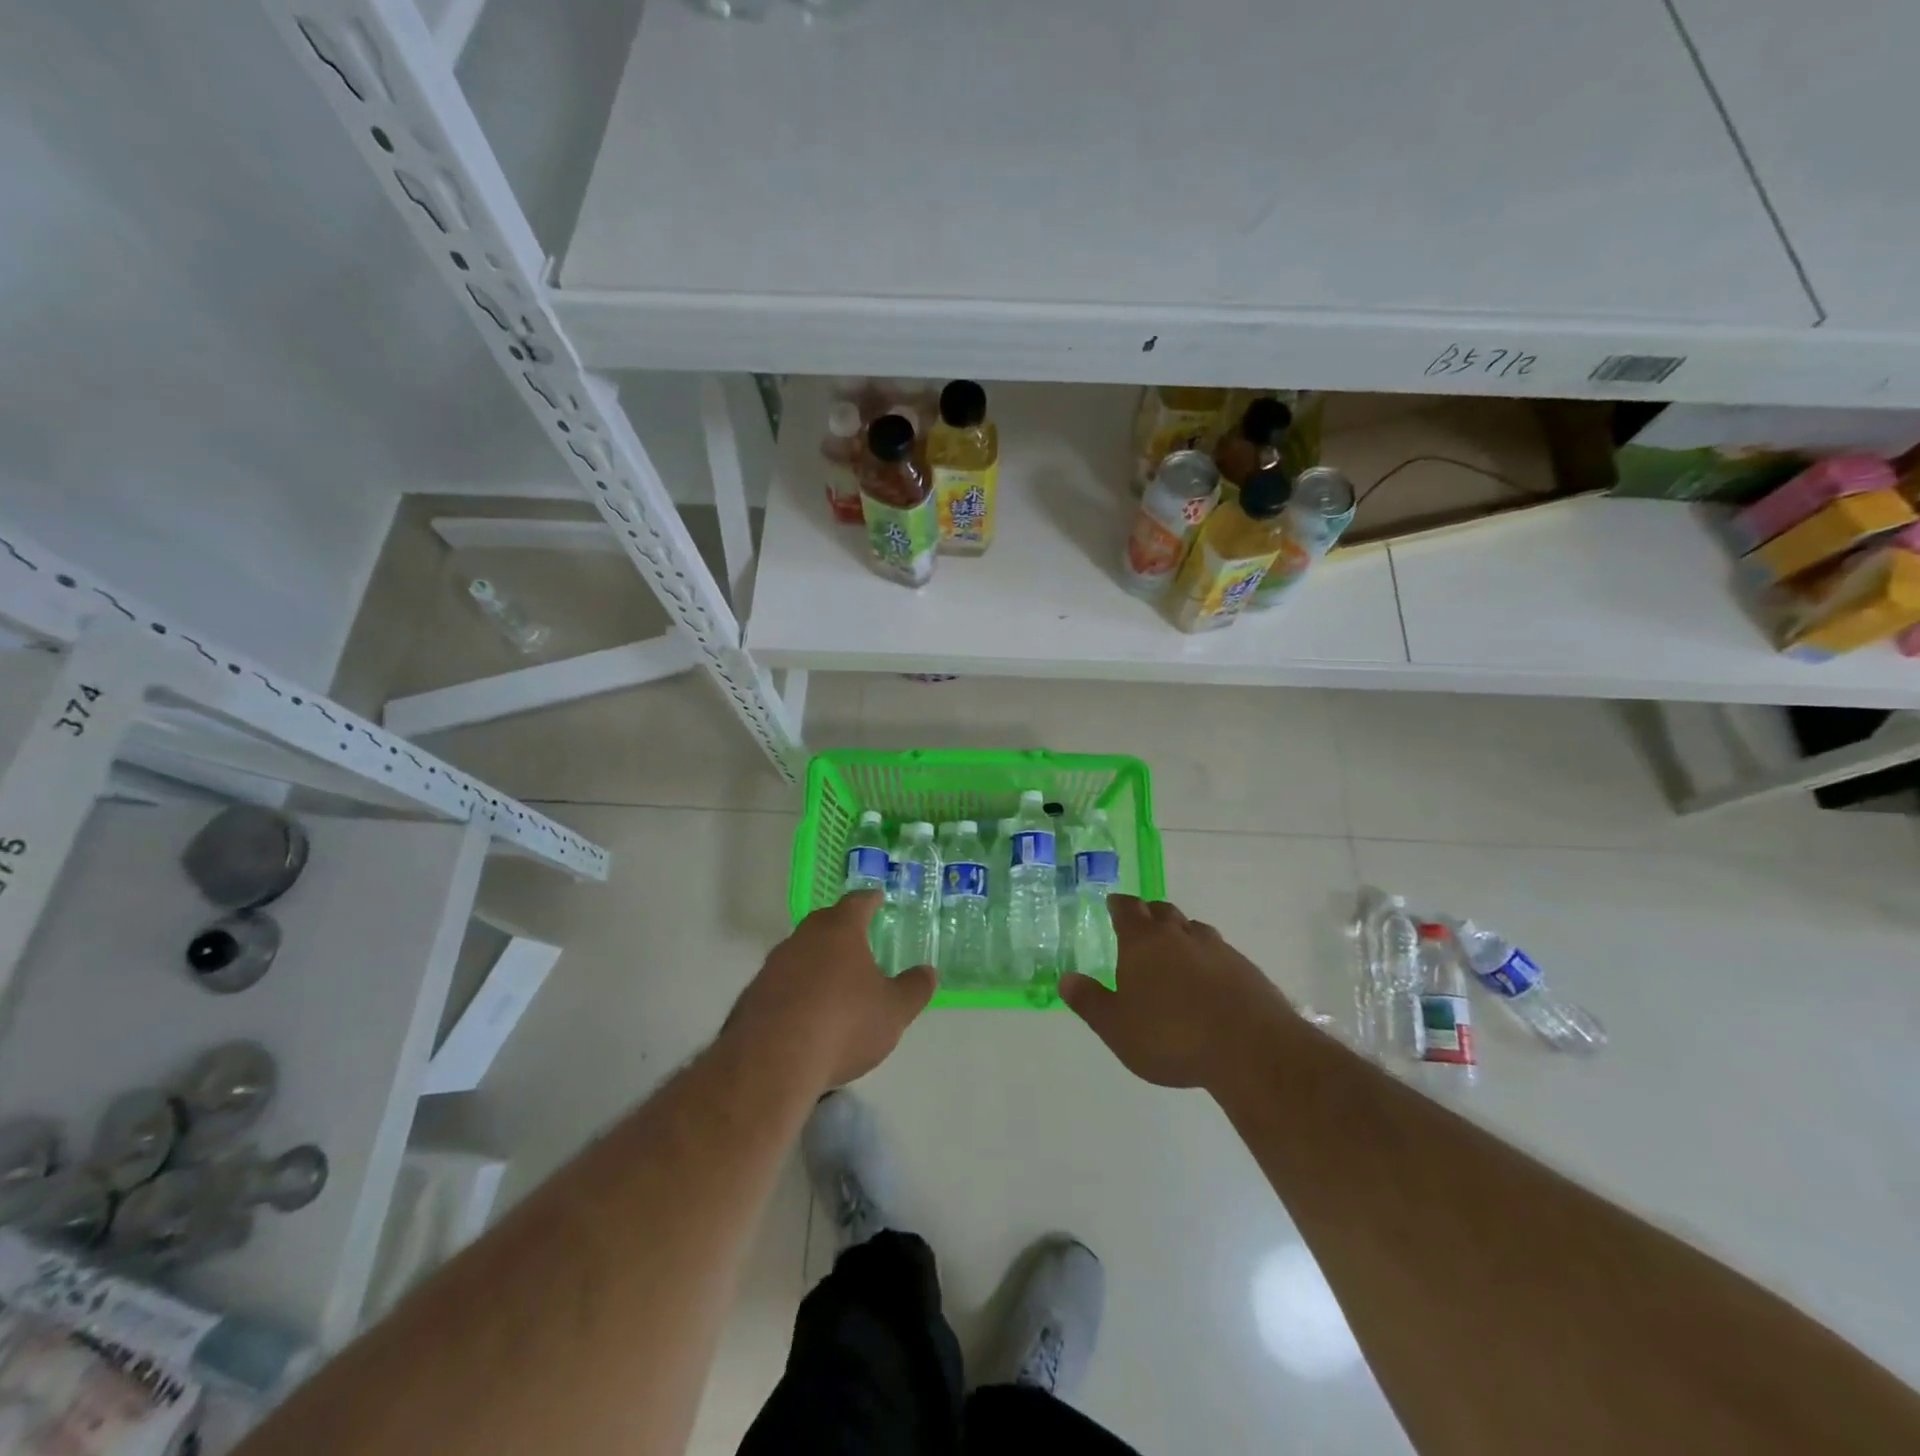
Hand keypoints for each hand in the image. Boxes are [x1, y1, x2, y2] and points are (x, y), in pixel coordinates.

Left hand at [726, 892, 935, 1090]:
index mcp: (840, 931)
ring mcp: (773, 966)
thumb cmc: (843, 1025)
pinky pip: (781, 982)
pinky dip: (795, 989)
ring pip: (799, 952)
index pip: (857, 903)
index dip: (869, 900)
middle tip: (856, 937)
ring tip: (832, 980)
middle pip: (824, 922)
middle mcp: (803, 939)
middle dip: (840, 927)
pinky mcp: (752, 995)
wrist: (772, 1062)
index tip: (876, 898)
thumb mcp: (893, 1011)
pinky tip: (804, 1013)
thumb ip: (914, 989)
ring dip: (815, 960)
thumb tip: (929, 972)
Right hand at [1059, 895, 1290, 1089]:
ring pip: (1192, 928)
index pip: (1127, 908)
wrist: (1250, 1048)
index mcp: (1143, 941)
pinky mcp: (1244, 968)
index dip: (1118, 905)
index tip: (1113, 904)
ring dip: (1180, 934)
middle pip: (1161, 911)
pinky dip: (1206, 958)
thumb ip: (1090, 1002)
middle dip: (1148, 914)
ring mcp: (1216, 948)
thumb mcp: (1117, 1027)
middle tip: (1140, 927)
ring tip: (1173, 952)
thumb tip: (1065, 979)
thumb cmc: (1171, 1036)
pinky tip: (1207, 981)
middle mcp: (1179, 934)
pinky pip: (1218, 952)